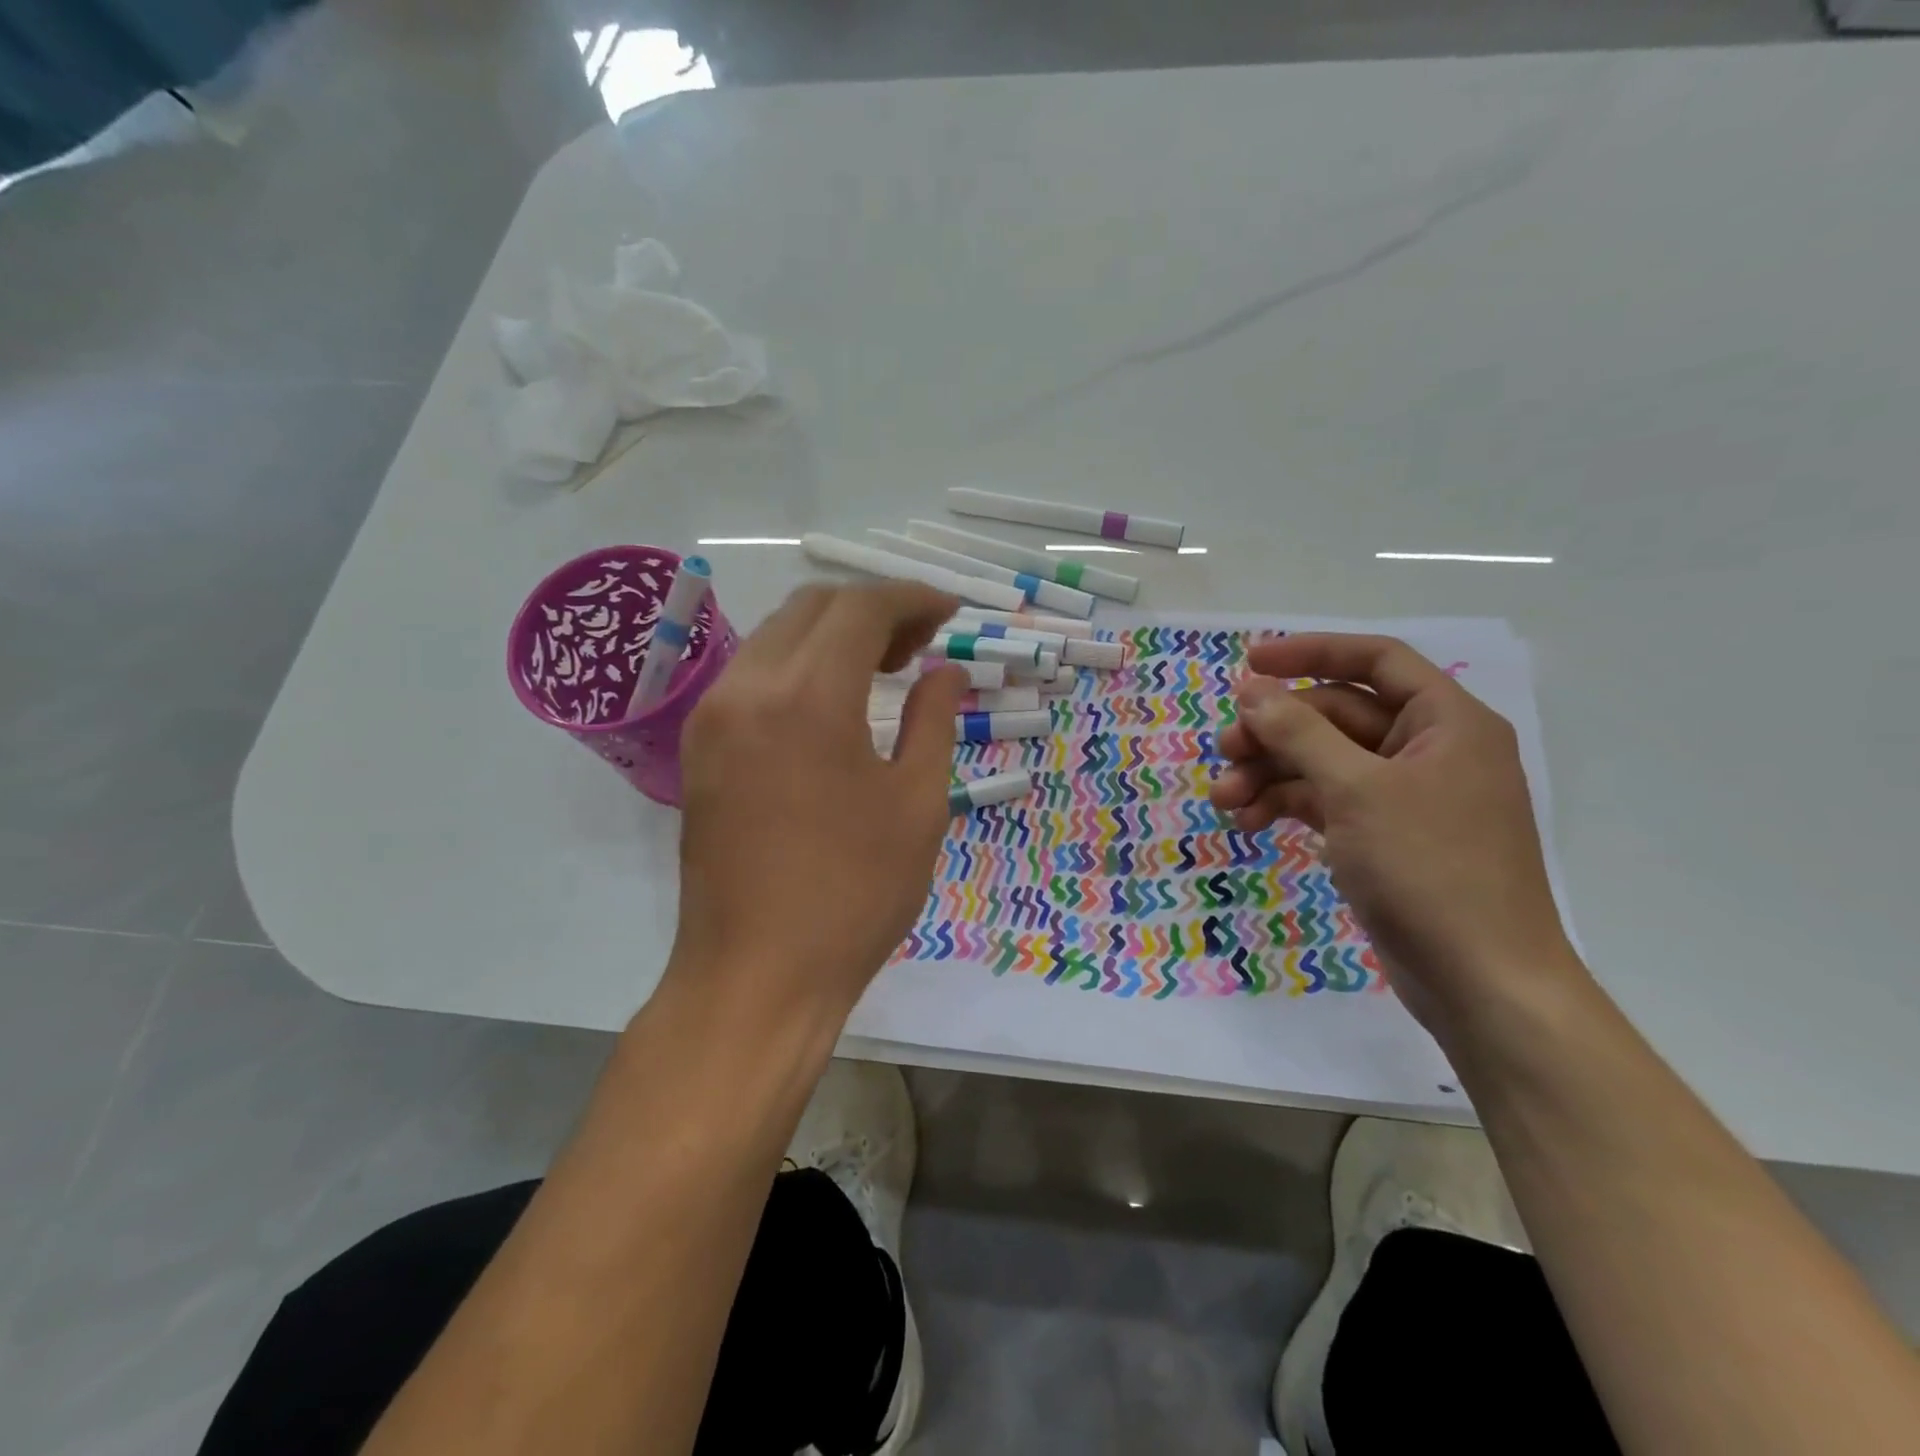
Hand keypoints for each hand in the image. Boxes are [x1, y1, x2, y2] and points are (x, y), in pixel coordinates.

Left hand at [669, 582, 966, 1023]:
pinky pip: (753, 674)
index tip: (949, 613)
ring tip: (882, 671)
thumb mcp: (917, 806)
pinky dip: (799, 665)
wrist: (757, 974)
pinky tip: (832, 703)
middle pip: (812, 608)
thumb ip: (934, 721)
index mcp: (808, 698)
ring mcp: (713, 716)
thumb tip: (945, 673)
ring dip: (833, 635)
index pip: (861, 609)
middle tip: (920, 647)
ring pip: (777, 636)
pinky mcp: (700, 747)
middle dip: (873, 611)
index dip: (912, 599)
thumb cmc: (853, 896)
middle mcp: (747, 688)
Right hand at [1209, 634, 1578, 1032]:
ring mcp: (1405, 797)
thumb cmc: (1430, 870)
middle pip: (1337, 716)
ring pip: (1324, 762)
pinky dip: (1287, 805)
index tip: (1250, 663)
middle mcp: (1428, 750)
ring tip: (1224, 799)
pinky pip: (1327, 802)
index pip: (1375, 661)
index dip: (1311, 653)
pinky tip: (1248, 822)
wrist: (1481, 982)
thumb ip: (1300, 733)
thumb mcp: (1356, 791)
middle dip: (1276, 732)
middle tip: (1224, 751)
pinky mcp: (1384, 837)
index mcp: (1446, 722)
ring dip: (1271, 774)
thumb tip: (1252, 689)